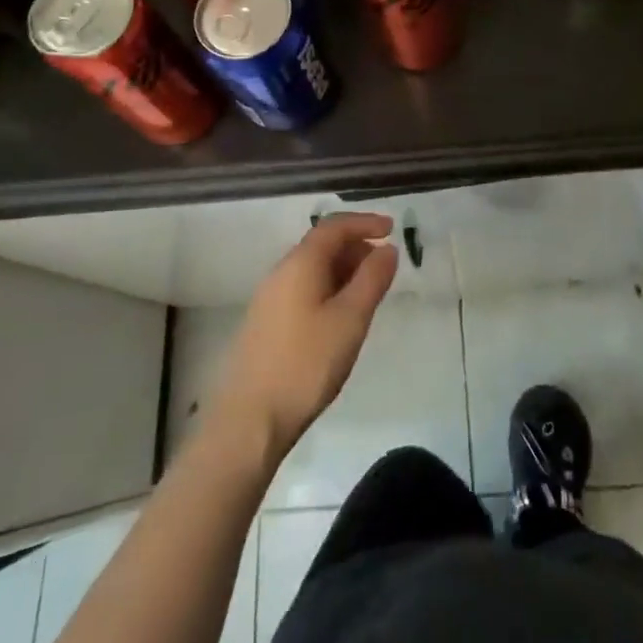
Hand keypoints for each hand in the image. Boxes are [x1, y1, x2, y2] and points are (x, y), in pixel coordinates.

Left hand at [209, 212, 398, 463]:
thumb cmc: (306, 364)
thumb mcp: (350, 319)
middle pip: (321, 244)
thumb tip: (386, 248)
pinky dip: (329, 288)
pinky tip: (341, 316)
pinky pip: (303, 289)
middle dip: (356, 246)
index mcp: (300, 264)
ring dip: (343, 269)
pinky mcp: (266, 323)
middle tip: (385, 265)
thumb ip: (372, 279)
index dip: (365, 222)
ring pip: (312, 269)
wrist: (249, 420)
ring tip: (369, 291)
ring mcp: (269, 299)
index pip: (334, 226)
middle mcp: (281, 273)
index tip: (393, 229)